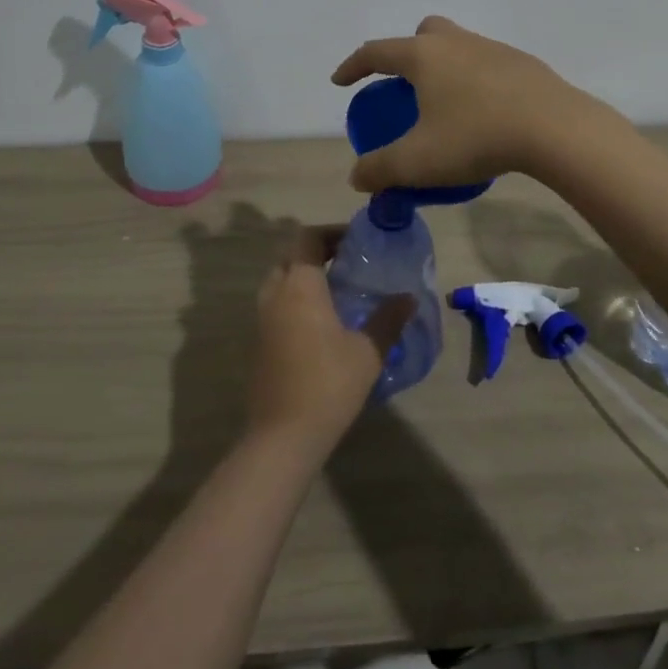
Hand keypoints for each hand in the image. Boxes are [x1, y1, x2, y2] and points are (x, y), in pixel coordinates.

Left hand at [248, 227, 415, 456]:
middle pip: (292, 255)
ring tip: (337, 289)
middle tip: (349, 262)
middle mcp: (275, 293)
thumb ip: (388, 319)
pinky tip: (320, 320)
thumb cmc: (328, 385)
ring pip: (280, 278)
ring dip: (304, 274)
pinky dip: (295, 297)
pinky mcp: (258, 340)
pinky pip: (276, 302)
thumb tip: (409, 297)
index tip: (358, 241)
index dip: (332, 232)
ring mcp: (262, 317)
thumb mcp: (368, 352)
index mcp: (300, 286)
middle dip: (318, 251)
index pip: (309, 238)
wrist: (283, 436)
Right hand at [331, 15, 604, 191]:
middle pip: (422, 33)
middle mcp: (456, 43)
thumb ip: (381, 169)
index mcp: (424, 56)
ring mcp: (493, 49)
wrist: (555, 129)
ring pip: (458, 46)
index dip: (353, 66)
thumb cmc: (476, 137)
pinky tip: (484, 114)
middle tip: (405, 86)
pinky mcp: (523, 64)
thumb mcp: (418, 161)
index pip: (376, 52)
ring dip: (444, 67)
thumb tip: (357, 178)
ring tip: (445, 106)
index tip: (340, 82)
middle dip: (406, 54)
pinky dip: (475, 82)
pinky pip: (487, 65)